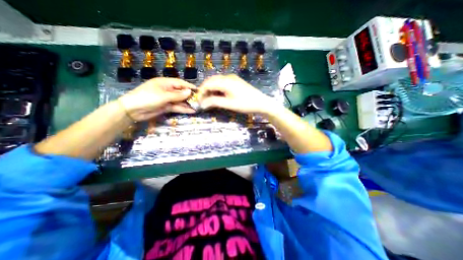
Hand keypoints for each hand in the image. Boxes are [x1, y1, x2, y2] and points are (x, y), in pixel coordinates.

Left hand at [118, 77, 194, 120]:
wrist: (133, 110)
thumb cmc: (147, 98)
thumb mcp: (163, 96)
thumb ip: (178, 95)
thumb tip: (190, 92)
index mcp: (165, 83)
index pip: (180, 83)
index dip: (189, 86)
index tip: (199, 90)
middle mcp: (167, 90)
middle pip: (181, 93)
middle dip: (190, 97)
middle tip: (200, 101)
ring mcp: (167, 99)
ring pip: (180, 101)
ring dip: (188, 104)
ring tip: (197, 107)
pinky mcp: (166, 107)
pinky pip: (177, 107)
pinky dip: (183, 109)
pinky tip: (191, 111)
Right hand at [197, 73, 280, 112]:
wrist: (261, 103)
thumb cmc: (245, 104)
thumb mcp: (229, 104)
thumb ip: (214, 102)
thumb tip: (202, 104)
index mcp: (225, 81)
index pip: (208, 84)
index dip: (201, 92)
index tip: (199, 101)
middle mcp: (228, 77)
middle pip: (211, 81)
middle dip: (205, 90)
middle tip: (203, 101)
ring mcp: (232, 78)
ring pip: (216, 81)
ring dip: (211, 89)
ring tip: (209, 99)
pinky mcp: (235, 81)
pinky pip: (222, 83)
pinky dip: (217, 89)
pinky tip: (218, 95)